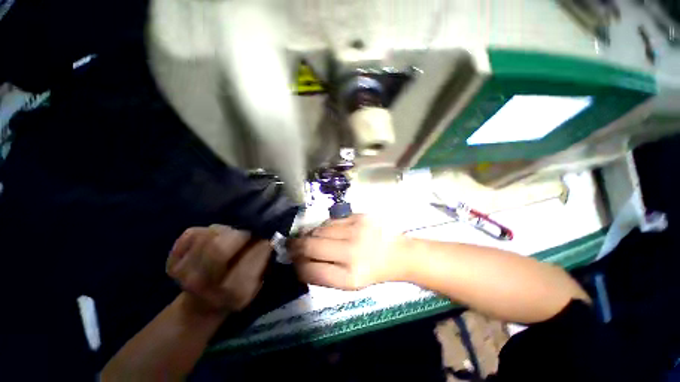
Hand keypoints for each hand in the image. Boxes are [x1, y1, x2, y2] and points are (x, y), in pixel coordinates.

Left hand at [167, 225, 270, 313]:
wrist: (202, 305)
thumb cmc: (238, 291)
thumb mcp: (257, 282)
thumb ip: (263, 260)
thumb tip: (267, 237)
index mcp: (234, 293)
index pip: (250, 259)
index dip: (261, 245)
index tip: (266, 240)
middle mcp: (206, 286)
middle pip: (220, 247)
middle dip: (240, 235)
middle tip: (247, 234)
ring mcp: (185, 274)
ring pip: (208, 236)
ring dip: (225, 232)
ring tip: (230, 238)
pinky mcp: (171, 263)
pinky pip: (192, 233)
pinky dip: (206, 232)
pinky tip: (212, 241)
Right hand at [289, 214, 408, 289]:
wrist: (397, 253)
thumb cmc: (372, 271)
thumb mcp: (349, 284)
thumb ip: (324, 275)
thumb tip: (300, 263)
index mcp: (350, 277)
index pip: (311, 272)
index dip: (297, 266)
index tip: (293, 262)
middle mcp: (352, 252)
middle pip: (311, 246)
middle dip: (296, 246)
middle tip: (290, 245)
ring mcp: (356, 230)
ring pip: (319, 229)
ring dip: (309, 234)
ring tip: (307, 237)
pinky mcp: (359, 216)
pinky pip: (332, 220)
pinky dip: (324, 226)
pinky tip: (325, 230)